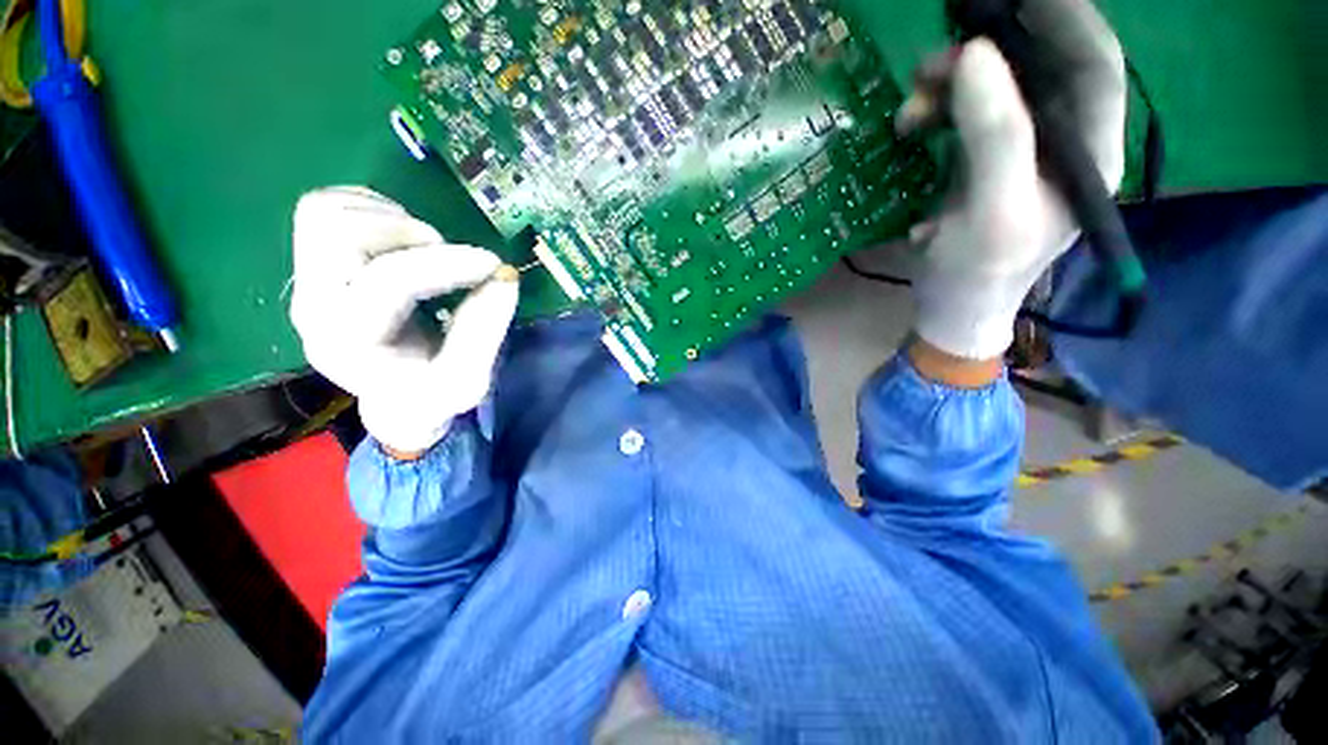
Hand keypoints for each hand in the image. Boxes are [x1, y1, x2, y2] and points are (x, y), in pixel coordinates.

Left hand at [290, 187, 518, 455]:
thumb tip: (505, 276)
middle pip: (338, 231)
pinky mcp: (313, 262)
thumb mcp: (468, 379)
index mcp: (350, 343)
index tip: (493, 264)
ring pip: (325, 211)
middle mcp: (315, 306)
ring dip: (388, 218)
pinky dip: (373, 209)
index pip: (389, 280)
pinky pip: (327, 205)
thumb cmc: (433, 394)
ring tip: (426, 248)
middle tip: (447, 253)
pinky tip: (403, 240)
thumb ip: (485, 330)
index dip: (448, 264)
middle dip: (408, 233)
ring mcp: (307, 280)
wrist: (398, 399)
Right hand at [900, 0, 1125, 359]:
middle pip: (1040, 68)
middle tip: (933, 63)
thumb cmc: (979, 271)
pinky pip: (966, 113)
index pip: (1094, 64)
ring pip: (997, 88)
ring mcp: (1021, 148)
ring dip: (951, 85)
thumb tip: (975, 54)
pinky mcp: (984, 159)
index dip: (1065, 19)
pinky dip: (937, 110)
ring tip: (909, 106)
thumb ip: (994, 135)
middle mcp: (1062, 140)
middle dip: (989, 53)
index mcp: (1088, 151)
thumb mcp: (992, 209)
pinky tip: (911, 126)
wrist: (951, 307)